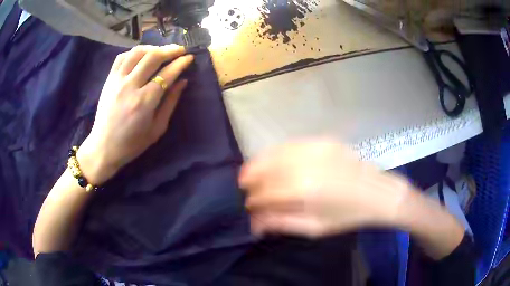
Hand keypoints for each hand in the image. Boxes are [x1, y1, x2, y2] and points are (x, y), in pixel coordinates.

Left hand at [77, 45, 193, 184]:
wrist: (103, 147)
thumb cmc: (132, 144)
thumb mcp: (157, 129)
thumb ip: (170, 103)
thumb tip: (182, 81)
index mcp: (144, 102)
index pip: (167, 73)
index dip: (181, 63)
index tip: (190, 57)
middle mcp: (130, 86)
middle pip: (152, 57)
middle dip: (170, 50)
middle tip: (180, 50)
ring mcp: (117, 80)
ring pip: (137, 52)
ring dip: (153, 48)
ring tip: (161, 51)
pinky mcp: (109, 79)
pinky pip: (122, 57)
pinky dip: (134, 52)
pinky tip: (142, 56)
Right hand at [240, 139, 411, 237]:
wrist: (377, 193)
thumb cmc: (347, 216)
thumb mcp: (314, 228)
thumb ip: (281, 223)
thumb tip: (254, 222)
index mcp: (303, 191)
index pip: (264, 193)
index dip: (253, 201)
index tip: (249, 207)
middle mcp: (304, 164)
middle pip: (264, 169)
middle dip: (250, 180)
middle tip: (246, 189)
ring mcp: (313, 147)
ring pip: (273, 152)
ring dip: (258, 164)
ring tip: (252, 174)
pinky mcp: (321, 140)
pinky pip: (289, 145)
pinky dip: (276, 154)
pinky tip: (274, 162)